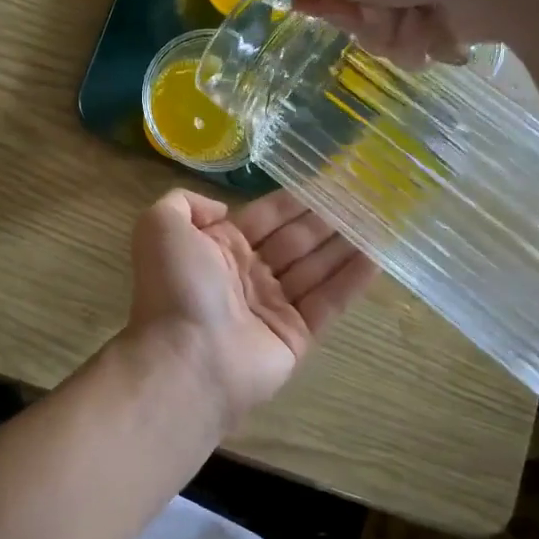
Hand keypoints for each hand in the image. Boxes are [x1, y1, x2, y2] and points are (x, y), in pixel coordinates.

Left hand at [125, 188, 375, 431]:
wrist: (187, 358)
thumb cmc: (175, 287)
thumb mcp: (159, 226)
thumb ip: (183, 203)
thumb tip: (222, 209)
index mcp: (218, 248)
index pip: (265, 217)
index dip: (295, 200)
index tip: (328, 180)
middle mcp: (246, 275)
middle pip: (295, 241)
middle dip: (326, 220)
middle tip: (364, 197)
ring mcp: (272, 306)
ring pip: (316, 268)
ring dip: (345, 244)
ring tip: (379, 220)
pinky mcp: (296, 335)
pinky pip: (328, 302)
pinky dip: (352, 280)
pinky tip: (378, 256)